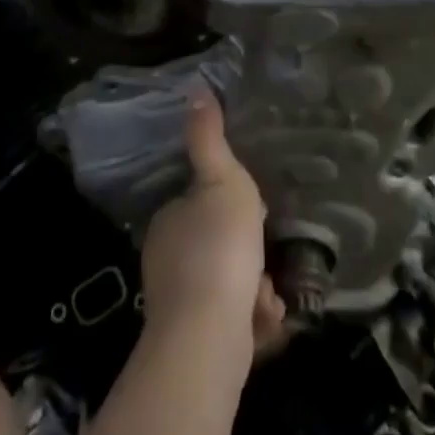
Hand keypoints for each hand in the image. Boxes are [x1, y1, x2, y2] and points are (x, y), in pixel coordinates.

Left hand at [139, 90, 285, 351]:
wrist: (208, 338)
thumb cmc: (218, 247)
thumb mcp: (222, 179)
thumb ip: (208, 138)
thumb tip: (194, 89)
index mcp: (168, 220)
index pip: (197, 204)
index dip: (227, 206)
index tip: (252, 211)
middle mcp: (166, 261)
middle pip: (215, 246)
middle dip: (245, 251)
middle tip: (265, 252)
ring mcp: (177, 305)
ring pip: (226, 286)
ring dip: (253, 287)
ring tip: (268, 292)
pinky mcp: (195, 345)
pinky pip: (231, 323)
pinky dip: (251, 321)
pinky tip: (265, 319)